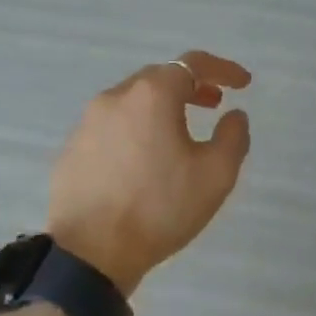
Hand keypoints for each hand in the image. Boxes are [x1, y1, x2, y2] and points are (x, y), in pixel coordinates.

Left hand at [47, 51, 252, 296]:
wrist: (90, 252)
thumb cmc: (159, 208)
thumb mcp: (215, 175)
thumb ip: (233, 137)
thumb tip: (234, 115)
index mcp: (152, 95)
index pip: (193, 64)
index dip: (223, 69)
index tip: (243, 84)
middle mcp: (115, 97)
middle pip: (159, 78)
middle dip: (190, 86)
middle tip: (213, 105)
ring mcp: (87, 122)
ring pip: (132, 101)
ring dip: (160, 107)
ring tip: (179, 134)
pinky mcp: (72, 147)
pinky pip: (111, 126)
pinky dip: (135, 128)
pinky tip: (143, 159)